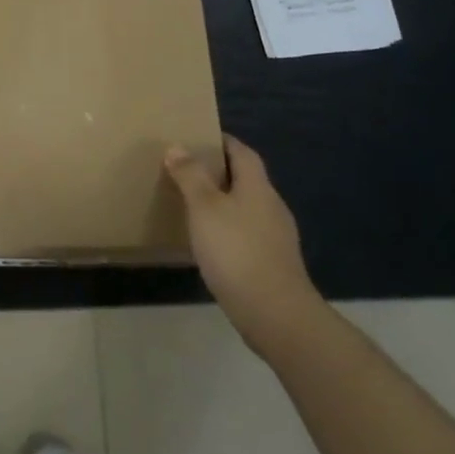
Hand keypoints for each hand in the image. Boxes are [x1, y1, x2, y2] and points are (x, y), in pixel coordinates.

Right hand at [166, 135, 319, 356]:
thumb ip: (191, 176)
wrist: (276, 314)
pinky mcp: (274, 264)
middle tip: (188, 171)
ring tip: (195, 207)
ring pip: (248, 208)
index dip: (223, 142)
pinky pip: (249, 234)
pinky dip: (230, 230)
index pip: (242, 152)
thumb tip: (177, 146)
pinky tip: (212, 244)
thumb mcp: (204, 208)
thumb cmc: (236, 251)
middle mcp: (272, 206)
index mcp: (257, 186)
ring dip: (225, 203)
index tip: (199, 138)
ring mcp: (277, 237)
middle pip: (247, 179)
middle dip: (220, 173)